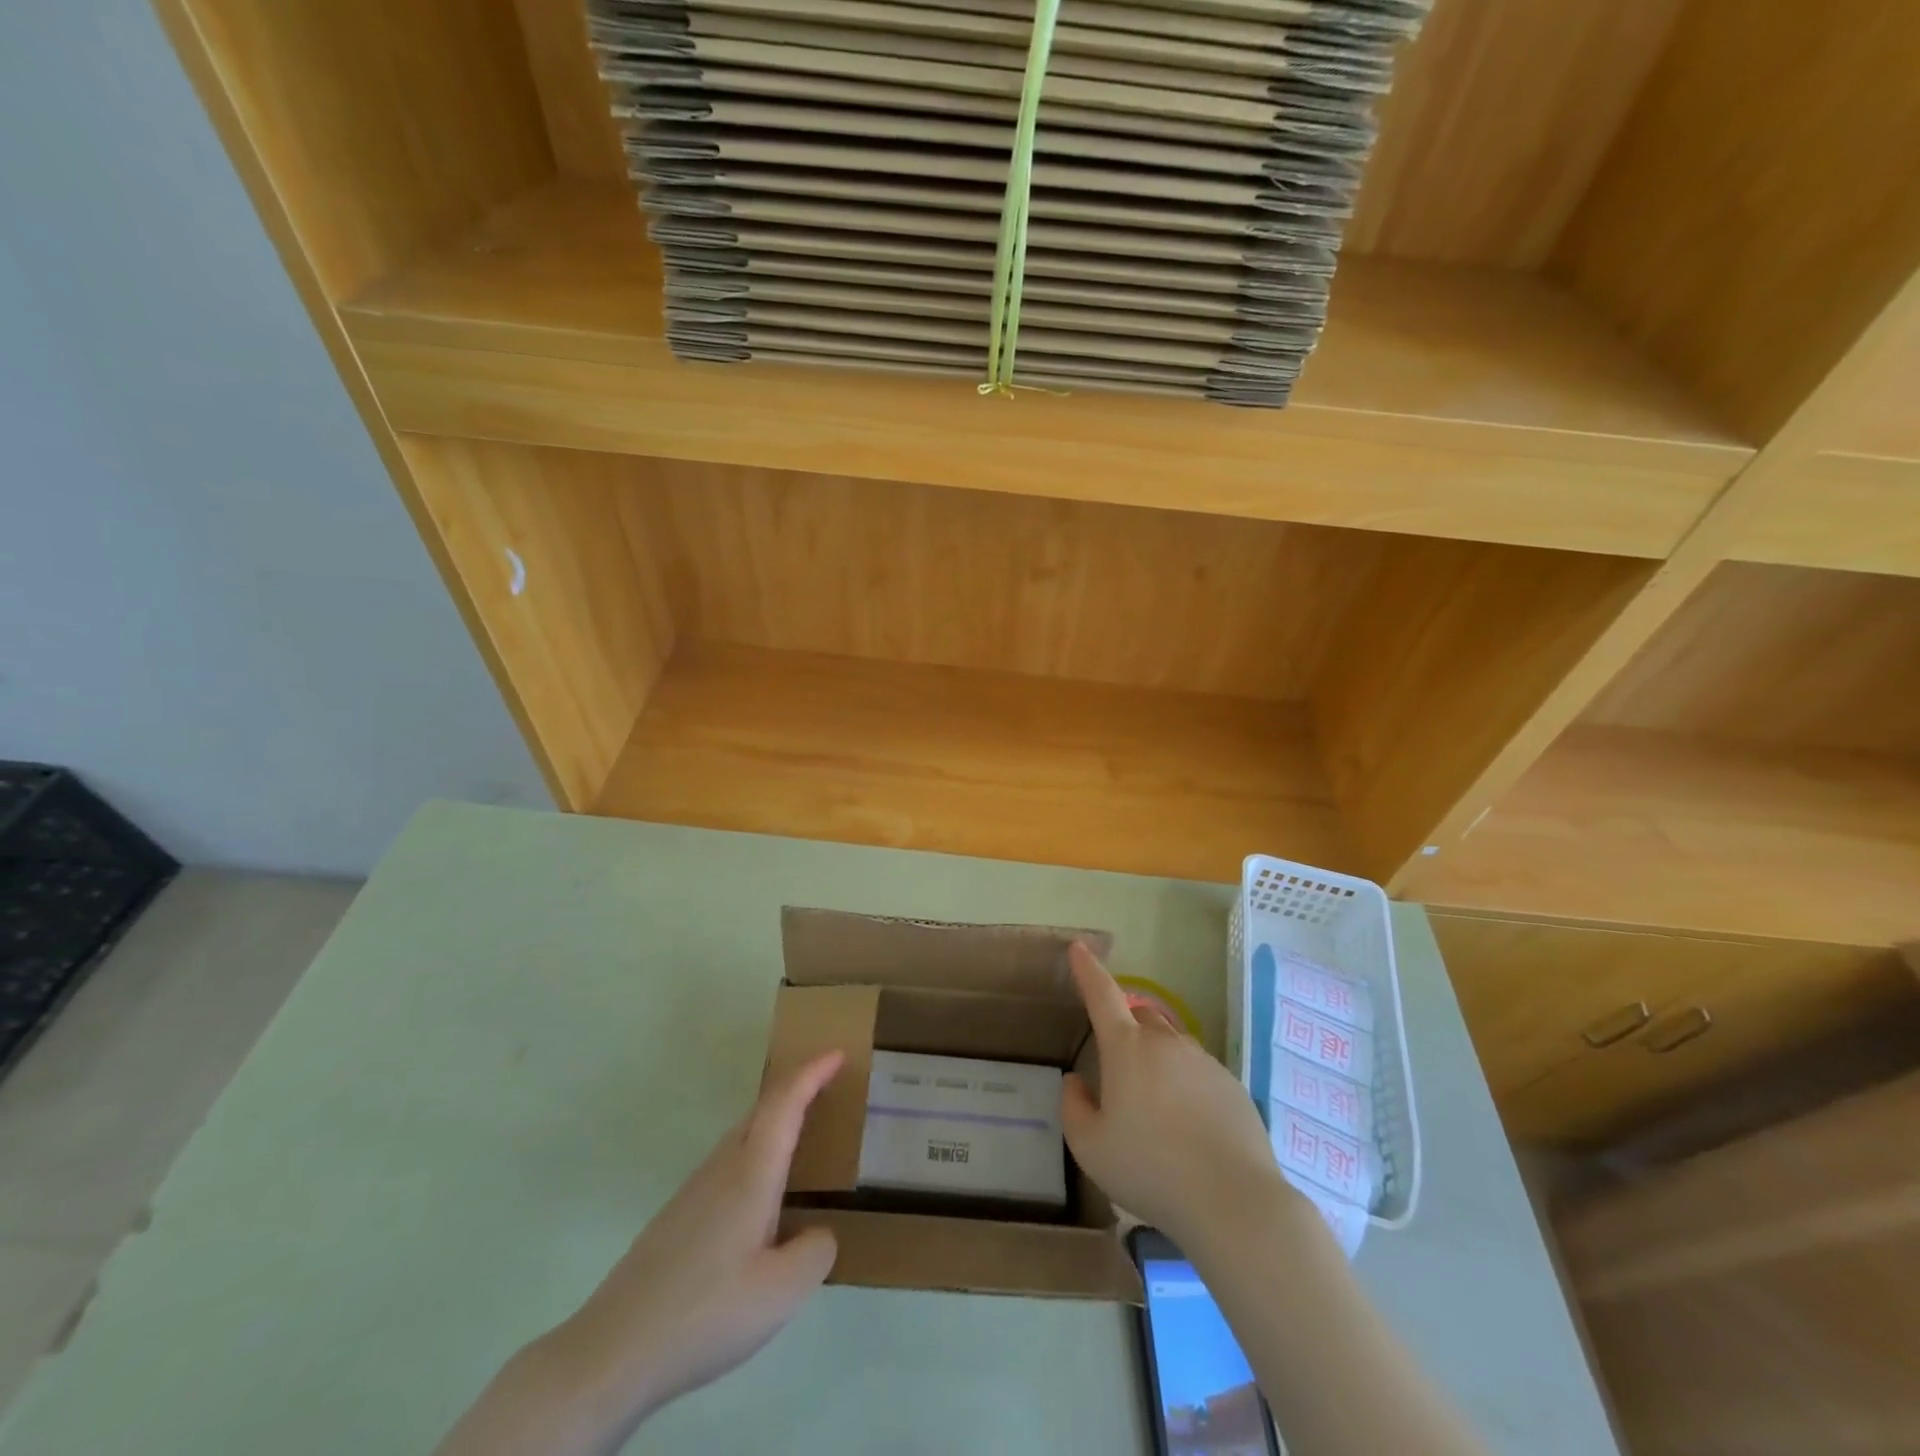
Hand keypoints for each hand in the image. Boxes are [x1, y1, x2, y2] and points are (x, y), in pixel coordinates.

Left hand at [559, 1050, 844, 1415]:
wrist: (613, 1351)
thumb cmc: (706, 1313)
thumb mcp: (781, 1292)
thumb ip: (814, 1252)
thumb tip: (817, 1231)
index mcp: (751, 1175)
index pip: (785, 1104)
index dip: (812, 1073)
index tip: (838, 1052)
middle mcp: (722, 1169)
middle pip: (762, 1110)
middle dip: (796, 1087)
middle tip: (828, 1084)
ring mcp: (694, 1191)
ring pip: (742, 1135)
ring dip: (774, 1120)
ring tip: (802, 1135)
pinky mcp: (677, 1217)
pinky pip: (728, 1162)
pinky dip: (756, 1151)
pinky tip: (759, 1197)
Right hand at [1061, 943, 1292, 1246]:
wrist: (1233, 1200)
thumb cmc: (1150, 1169)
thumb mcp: (1090, 1147)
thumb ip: (1073, 1108)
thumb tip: (1075, 1083)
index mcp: (1127, 1048)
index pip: (1102, 995)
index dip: (1088, 970)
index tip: (1079, 948)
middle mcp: (1166, 1043)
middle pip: (1140, 1016)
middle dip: (1125, 1028)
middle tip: (1117, 1069)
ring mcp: (1204, 1061)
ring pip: (1171, 1047)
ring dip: (1157, 1063)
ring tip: (1155, 1114)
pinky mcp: (1232, 1086)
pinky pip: (1199, 1074)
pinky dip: (1186, 1088)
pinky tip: (1188, 1131)